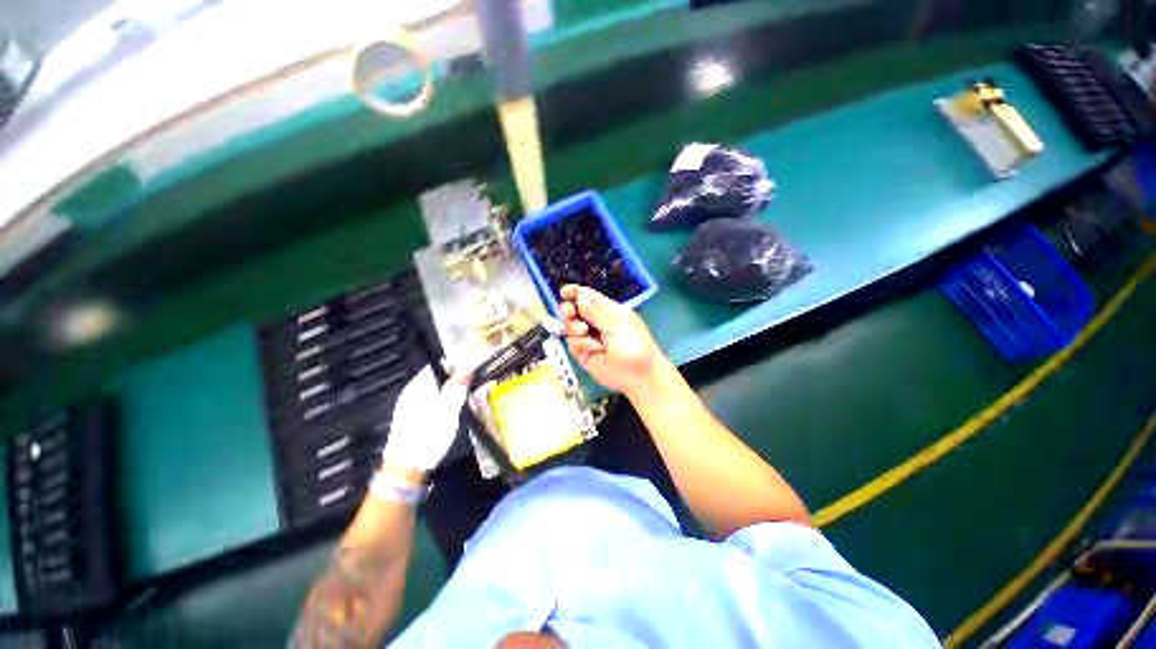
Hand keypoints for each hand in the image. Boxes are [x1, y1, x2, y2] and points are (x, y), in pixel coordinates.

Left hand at [380, 366, 468, 476]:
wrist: (406, 467)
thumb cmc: (427, 435)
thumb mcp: (448, 409)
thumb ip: (457, 387)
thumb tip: (467, 368)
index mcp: (418, 385)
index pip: (438, 364)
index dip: (456, 364)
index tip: (473, 368)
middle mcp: (412, 391)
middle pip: (437, 376)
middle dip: (455, 378)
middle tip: (473, 384)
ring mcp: (411, 404)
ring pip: (435, 389)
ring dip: (451, 390)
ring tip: (466, 397)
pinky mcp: (413, 417)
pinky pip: (432, 400)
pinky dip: (444, 401)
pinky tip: (452, 410)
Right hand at [559, 284, 664, 396]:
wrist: (637, 375)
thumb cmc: (633, 344)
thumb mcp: (616, 322)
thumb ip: (595, 310)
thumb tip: (580, 296)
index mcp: (607, 310)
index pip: (588, 297)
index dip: (575, 292)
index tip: (564, 291)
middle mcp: (595, 322)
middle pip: (574, 310)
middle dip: (569, 310)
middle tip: (569, 311)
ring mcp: (588, 338)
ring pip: (569, 327)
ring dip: (576, 328)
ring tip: (586, 333)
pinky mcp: (582, 353)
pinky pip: (572, 343)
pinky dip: (580, 344)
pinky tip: (593, 349)